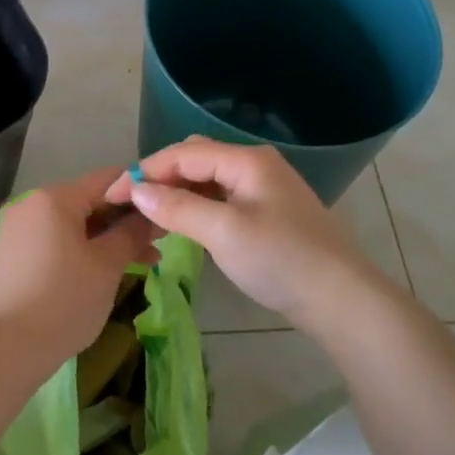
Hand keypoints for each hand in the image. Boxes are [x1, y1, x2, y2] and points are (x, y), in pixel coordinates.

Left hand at [0, 168, 158, 370]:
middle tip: (156, 246)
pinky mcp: (9, 255)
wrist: (3, 349)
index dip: (139, 193)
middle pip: (88, 202)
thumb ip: (131, 234)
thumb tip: (150, 216)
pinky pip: (53, 242)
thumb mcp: (106, 266)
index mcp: (54, 198)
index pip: (107, 180)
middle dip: (123, 222)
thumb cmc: (63, 301)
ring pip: (71, 225)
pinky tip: (101, 273)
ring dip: (104, 240)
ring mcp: (16, 229)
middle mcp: (31, 204)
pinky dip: (79, 251)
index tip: (164, 213)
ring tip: (138, 264)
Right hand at [106, 137, 383, 328]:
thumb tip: (136, 190)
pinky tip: (183, 224)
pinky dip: (197, 206)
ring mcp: (264, 188)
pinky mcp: (267, 212)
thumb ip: (178, 208)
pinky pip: (221, 197)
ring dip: (177, 192)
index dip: (144, 171)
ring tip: (150, 215)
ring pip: (208, 179)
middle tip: (131, 205)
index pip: (183, 154)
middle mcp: (254, 164)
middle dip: (160, 177)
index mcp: (246, 160)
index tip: (112, 195)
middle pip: (195, 159)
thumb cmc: (281, 260)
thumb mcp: (224, 233)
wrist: (342, 299)